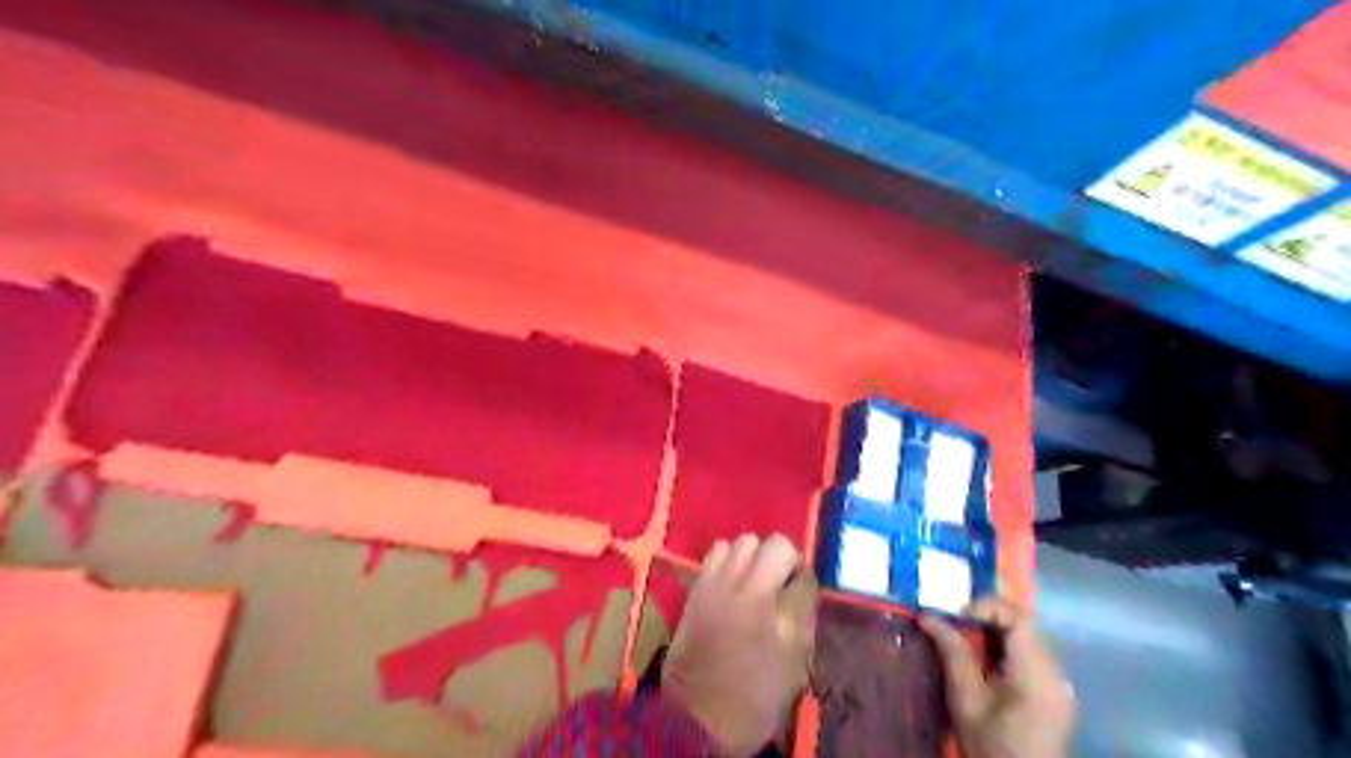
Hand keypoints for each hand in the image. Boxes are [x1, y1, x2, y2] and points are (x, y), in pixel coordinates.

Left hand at [665, 533, 812, 756]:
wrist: (698, 717)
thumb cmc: (755, 698)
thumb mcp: (794, 666)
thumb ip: (802, 619)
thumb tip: (803, 587)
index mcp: (778, 615)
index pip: (804, 575)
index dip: (806, 581)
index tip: (803, 591)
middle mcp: (747, 590)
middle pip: (775, 545)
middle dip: (784, 558)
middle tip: (781, 581)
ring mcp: (718, 584)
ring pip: (743, 541)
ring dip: (754, 554)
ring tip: (755, 577)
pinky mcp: (697, 587)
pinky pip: (716, 552)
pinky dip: (728, 558)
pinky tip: (731, 579)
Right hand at [919, 595, 1077, 756]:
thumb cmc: (991, 746)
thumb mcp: (965, 700)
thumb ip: (953, 653)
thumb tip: (928, 617)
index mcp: (1036, 674)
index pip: (1019, 618)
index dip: (986, 606)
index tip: (956, 615)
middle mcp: (1055, 672)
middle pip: (1024, 624)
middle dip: (986, 616)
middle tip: (953, 621)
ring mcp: (1059, 682)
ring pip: (1026, 636)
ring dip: (994, 630)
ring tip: (964, 639)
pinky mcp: (1055, 692)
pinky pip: (1030, 653)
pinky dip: (1004, 647)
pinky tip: (984, 661)